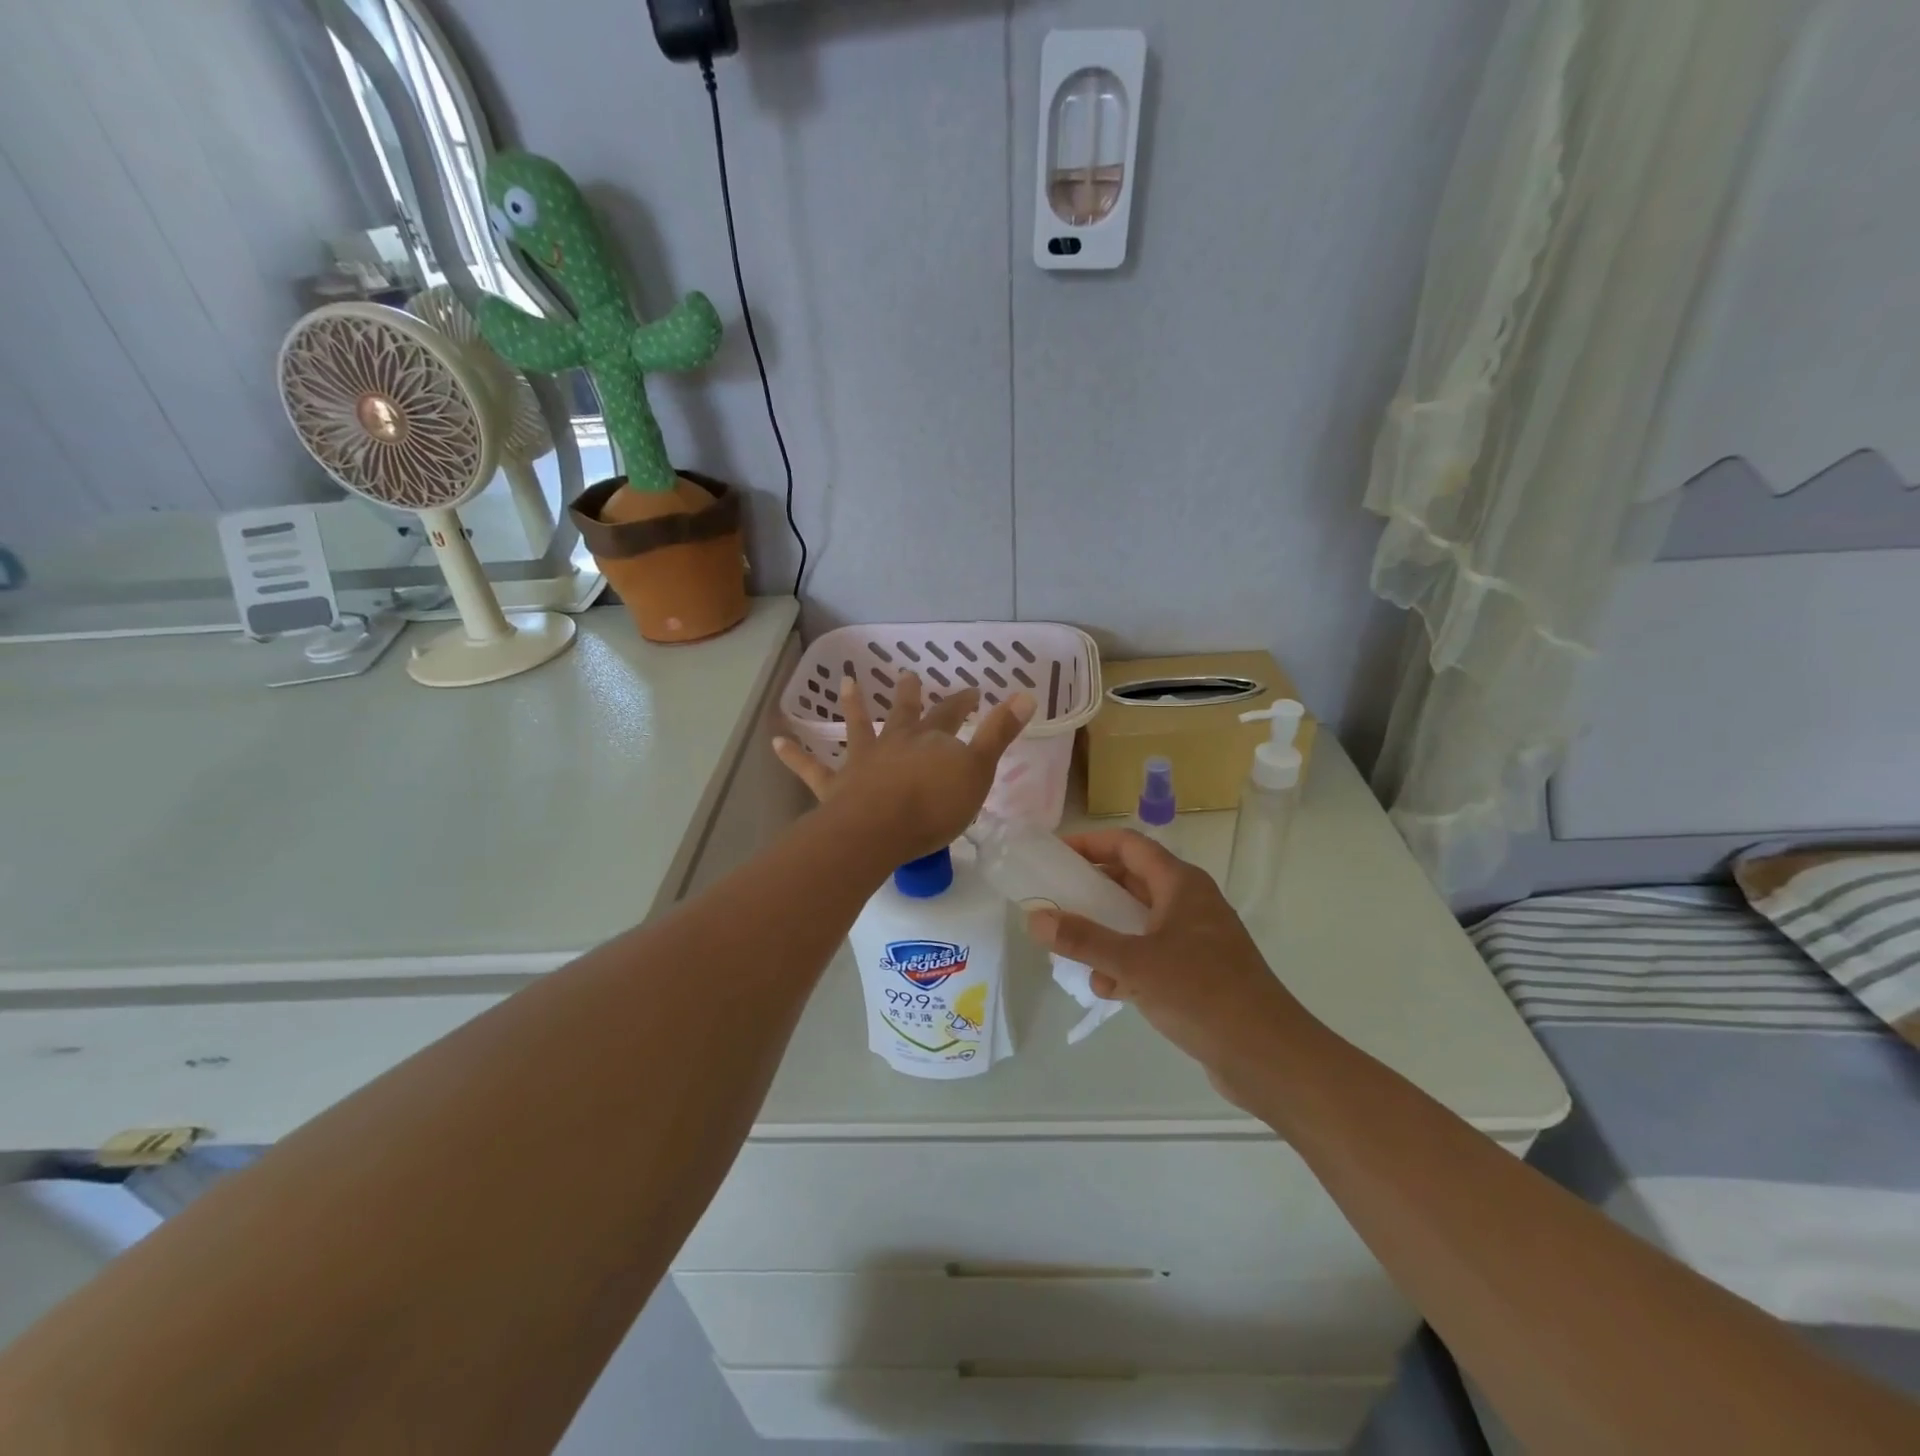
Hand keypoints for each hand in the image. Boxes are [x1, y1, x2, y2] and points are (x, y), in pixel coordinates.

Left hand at [774, 672, 1034, 862]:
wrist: (880, 830)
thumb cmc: (934, 805)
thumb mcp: (978, 770)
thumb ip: (999, 733)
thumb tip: (1026, 693)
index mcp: (930, 740)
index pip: (951, 714)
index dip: (963, 702)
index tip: (973, 691)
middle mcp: (894, 742)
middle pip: (904, 713)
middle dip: (910, 696)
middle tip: (908, 675)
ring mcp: (861, 762)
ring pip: (857, 727)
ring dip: (852, 705)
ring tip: (845, 682)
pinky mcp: (834, 786)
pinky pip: (810, 768)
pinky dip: (793, 755)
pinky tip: (775, 742)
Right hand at [1027, 829, 1309, 1110]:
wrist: (1268, 1056)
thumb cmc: (1203, 994)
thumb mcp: (1134, 964)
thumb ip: (1083, 940)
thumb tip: (1035, 917)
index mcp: (1180, 884)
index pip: (1128, 845)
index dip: (1090, 843)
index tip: (1054, 855)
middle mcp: (1189, 903)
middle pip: (1131, 881)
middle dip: (1092, 892)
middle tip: (1055, 902)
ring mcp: (1195, 938)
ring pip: (1138, 921)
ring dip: (1106, 933)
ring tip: (1073, 951)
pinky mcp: (1197, 972)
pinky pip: (1151, 954)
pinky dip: (1126, 964)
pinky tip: (1108, 990)